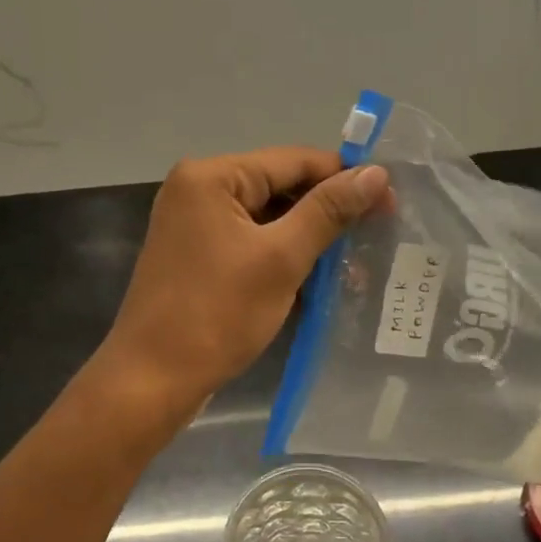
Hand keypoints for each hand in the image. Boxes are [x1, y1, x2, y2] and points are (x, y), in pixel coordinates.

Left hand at [98, 147, 390, 413]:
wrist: (151, 380)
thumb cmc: (217, 314)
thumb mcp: (281, 258)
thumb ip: (328, 211)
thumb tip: (376, 172)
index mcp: (212, 176)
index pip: (293, 161)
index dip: (344, 177)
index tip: (389, 201)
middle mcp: (198, 189)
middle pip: (280, 188)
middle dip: (328, 213)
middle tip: (377, 235)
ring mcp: (194, 224)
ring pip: (268, 219)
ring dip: (310, 239)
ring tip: (356, 263)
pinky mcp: (197, 256)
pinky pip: (251, 243)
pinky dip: (283, 257)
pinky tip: (319, 279)